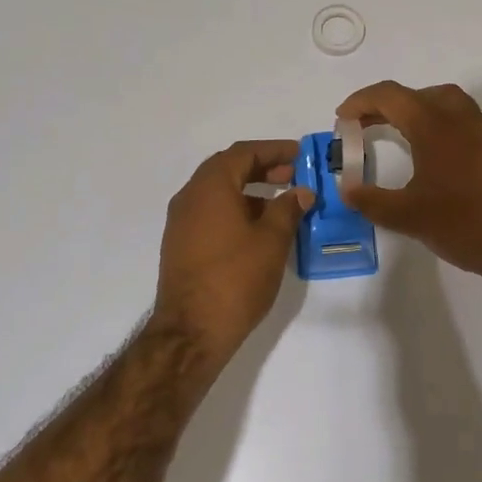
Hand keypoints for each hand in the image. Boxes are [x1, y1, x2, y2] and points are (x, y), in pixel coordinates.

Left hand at [153, 141, 313, 361]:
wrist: (191, 331)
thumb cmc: (236, 279)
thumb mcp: (272, 240)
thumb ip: (288, 209)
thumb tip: (301, 191)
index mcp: (210, 187)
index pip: (243, 153)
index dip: (274, 150)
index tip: (300, 154)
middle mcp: (190, 197)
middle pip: (227, 169)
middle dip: (261, 168)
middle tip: (293, 175)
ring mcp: (181, 222)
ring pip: (218, 193)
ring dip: (249, 191)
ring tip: (282, 204)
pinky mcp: (181, 245)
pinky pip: (211, 213)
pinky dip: (236, 210)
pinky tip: (259, 230)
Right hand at [335, 81, 481, 288]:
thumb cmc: (465, 224)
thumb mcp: (408, 216)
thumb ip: (371, 200)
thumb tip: (347, 190)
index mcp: (434, 125)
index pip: (390, 96)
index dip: (360, 102)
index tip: (341, 119)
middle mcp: (460, 118)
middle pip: (417, 94)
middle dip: (385, 105)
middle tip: (363, 127)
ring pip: (444, 103)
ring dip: (415, 111)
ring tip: (395, 135)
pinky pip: (461, 121)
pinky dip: (437, 125)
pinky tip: (431, 157)